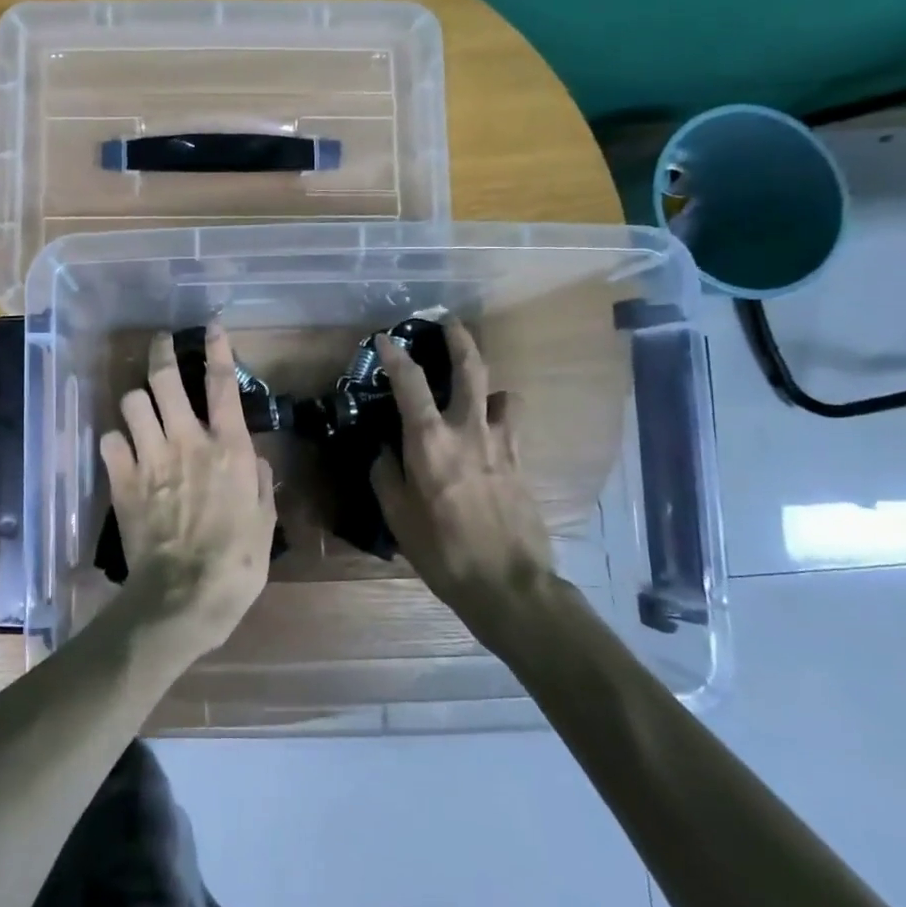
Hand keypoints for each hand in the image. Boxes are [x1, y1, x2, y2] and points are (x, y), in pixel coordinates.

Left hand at [100, 324, 276, 654]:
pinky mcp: (122, 479)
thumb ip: (261, 483)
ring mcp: (150, 457)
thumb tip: (255, 462)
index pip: (221, 383)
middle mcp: (187, 440)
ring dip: (137, 400)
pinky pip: (109, 440)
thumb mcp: (265, 521)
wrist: (184, 595)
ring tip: (141, 408)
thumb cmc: (237, 562)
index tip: (211, 325)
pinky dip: (115, 441)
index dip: (216, 348)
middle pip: (165, 378)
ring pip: (132, 402)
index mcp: (229, 447)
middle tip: (160, 343)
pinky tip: (122, 451)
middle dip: (160, 352)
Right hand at [370, 315, 552, 617]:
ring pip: (500, 394)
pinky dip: (498, 417)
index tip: (385, 338)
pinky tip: (488, 434)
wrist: (508, 584)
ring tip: (476, 389)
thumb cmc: (443, 551)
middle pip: (471, 369)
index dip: (395, 355)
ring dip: (486, 384)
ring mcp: (501, 444)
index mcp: (430, 442)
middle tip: (449, 322)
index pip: (410, 383)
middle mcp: (468, 430)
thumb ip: (386, 476)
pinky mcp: (521, 462)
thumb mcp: (398, 516)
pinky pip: (510, 425)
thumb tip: (385, 452)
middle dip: (460, 339)